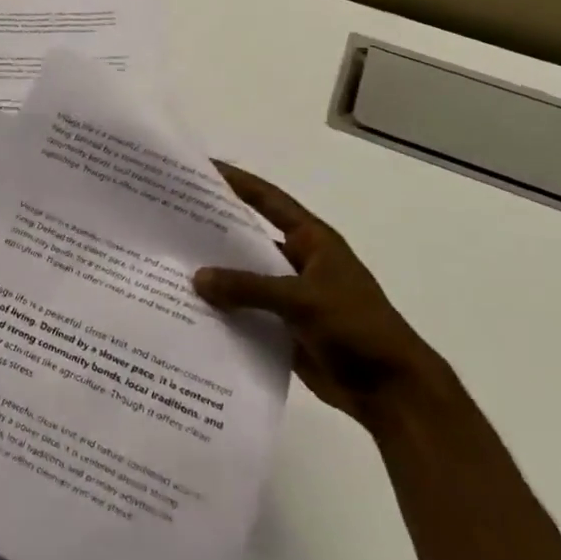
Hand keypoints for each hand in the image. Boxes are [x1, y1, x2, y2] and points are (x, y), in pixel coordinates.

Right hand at [194, 162, 439, 431]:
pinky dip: (222, 310)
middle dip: (213, 230)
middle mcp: (298, 261)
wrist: (392, 392)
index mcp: (312, 241)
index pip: (268, 200)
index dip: (237, 182)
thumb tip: (196, 278)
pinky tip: (188, 309)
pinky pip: (245, 311)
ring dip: (214, 275)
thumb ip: (248, 287)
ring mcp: (290, 295)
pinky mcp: (283, 327)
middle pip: (249, 238)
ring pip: (243, 277)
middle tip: (168, 219)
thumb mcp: (302, 300)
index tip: (202, 167)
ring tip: (168, 265)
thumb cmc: (356, 328)